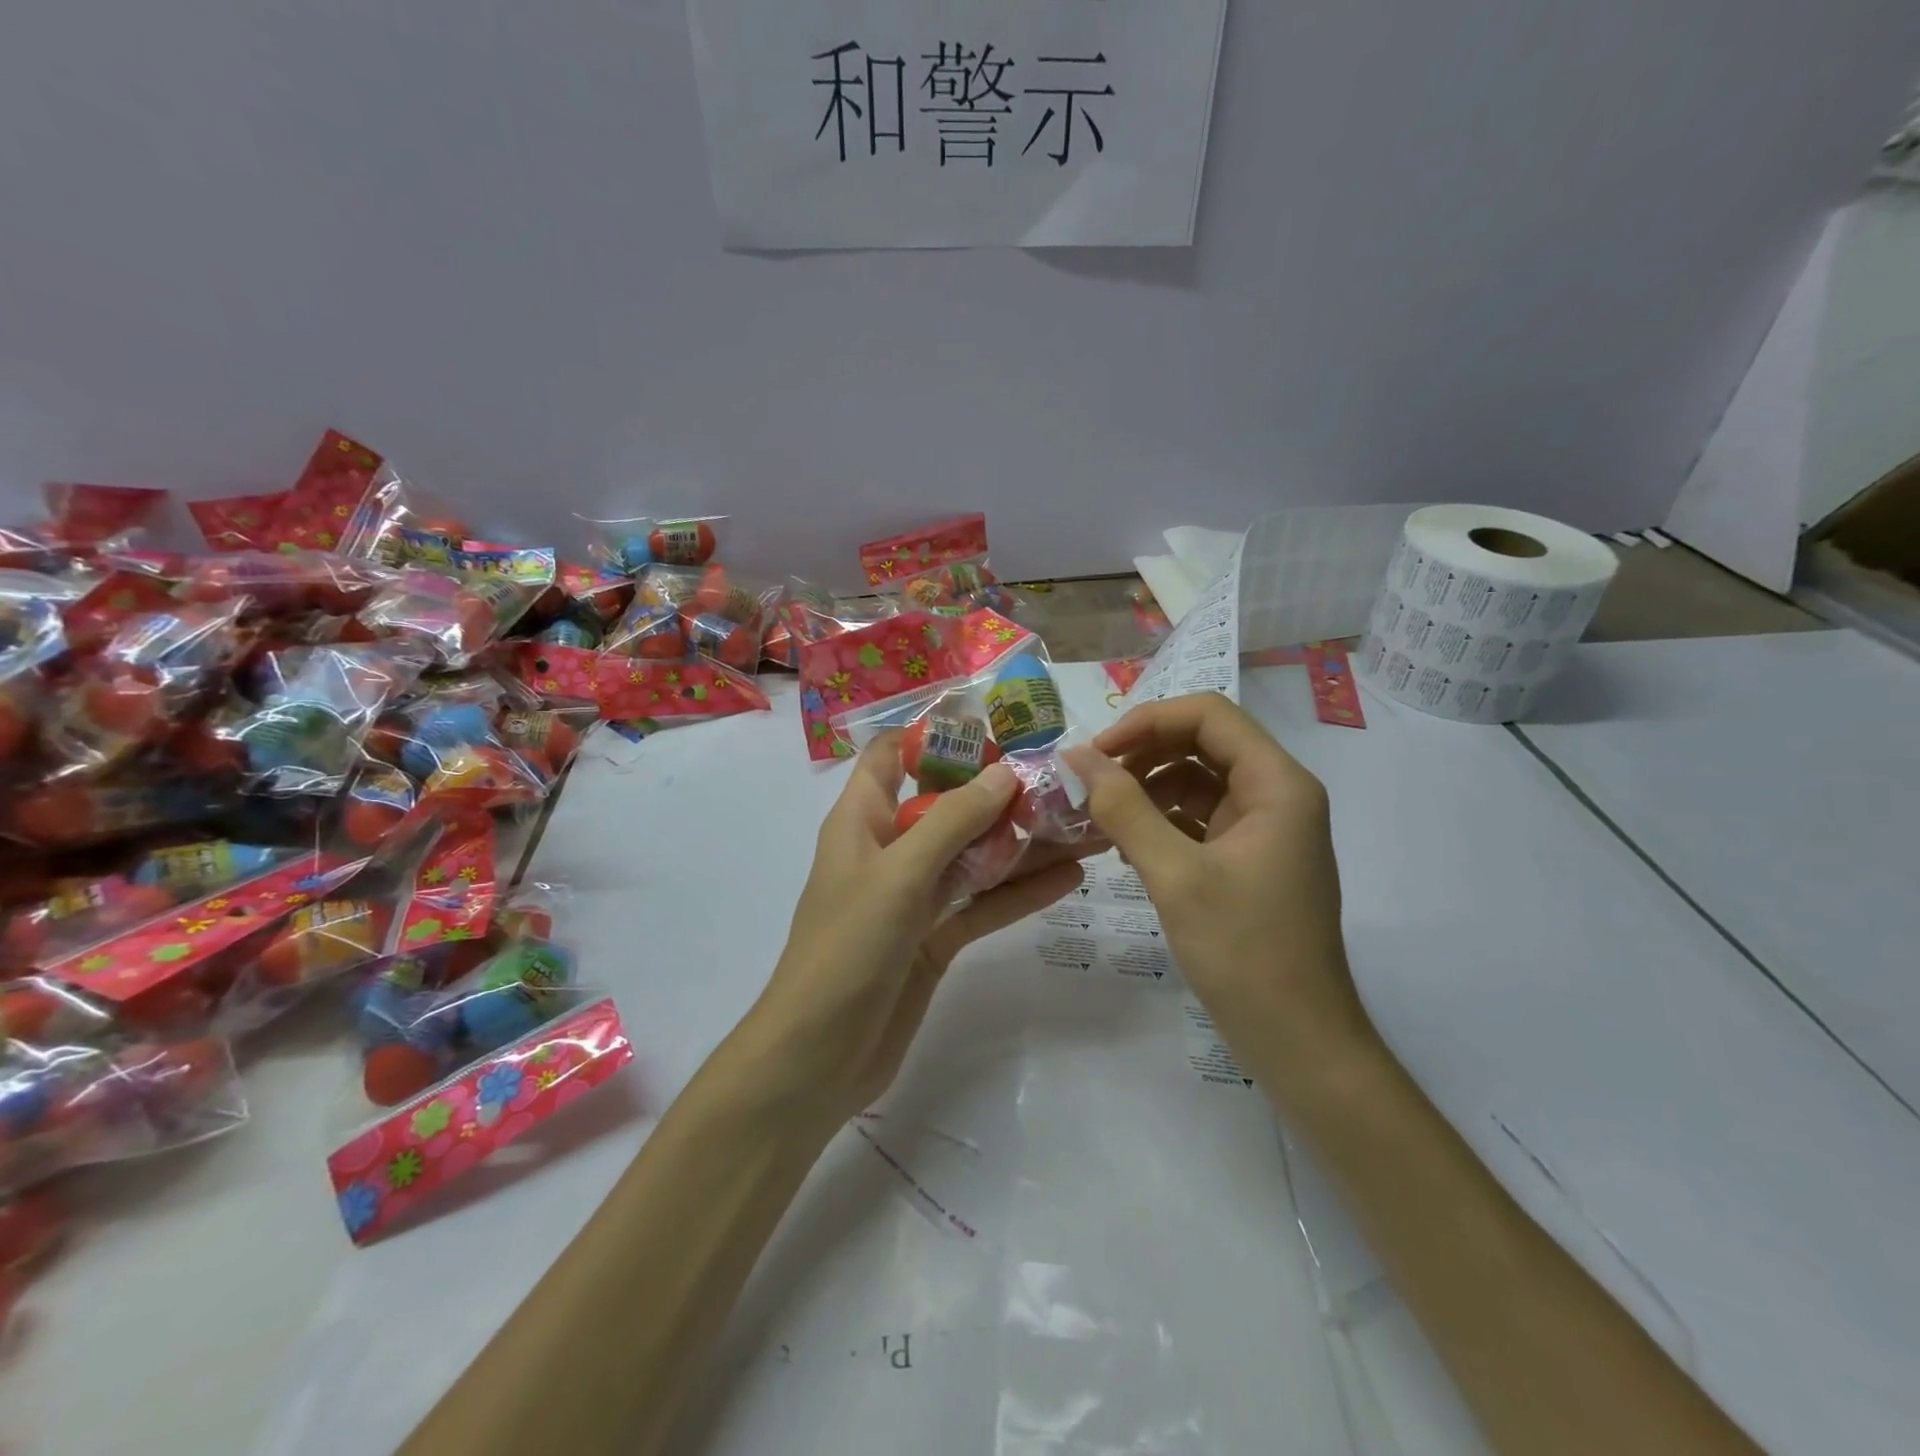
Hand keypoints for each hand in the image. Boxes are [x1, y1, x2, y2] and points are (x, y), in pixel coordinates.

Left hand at [740, 734, 1085, 1126]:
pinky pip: (982, 904)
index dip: (935, 735)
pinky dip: (1019, 892)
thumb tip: (1006, 772)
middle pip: (947, 805)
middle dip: (999, 791)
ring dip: (1021, 842)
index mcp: (862, 819)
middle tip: (1062, 778)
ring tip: (1082, 823)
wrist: (819, 1057)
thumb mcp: (900, 874)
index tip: (995, 727)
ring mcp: (913, 896)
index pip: (892, 755)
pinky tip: (1069, 878)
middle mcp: (889, 849)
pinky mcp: (934, 937)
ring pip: (973, 855)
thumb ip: (953, 821)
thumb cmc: (848, 949)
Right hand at [1063, 693, 1375, 1097]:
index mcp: (1277, 783)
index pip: (1208, 715)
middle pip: (1202, 742)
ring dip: (1147, 787)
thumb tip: (1077, 757)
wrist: (1297, 1039)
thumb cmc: (1243, 951)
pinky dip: (1160, 820)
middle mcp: (1277, 794)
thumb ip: (1124, 809)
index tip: (1096, 753)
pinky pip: (1198, 817)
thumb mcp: (1175, 875)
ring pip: (1197, 779)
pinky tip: (1124, 844)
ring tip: (1099, 814)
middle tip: (1089, 781)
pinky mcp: (1248, 858)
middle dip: (1143, 752)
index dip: (1147, 721)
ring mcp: (1264, 828)